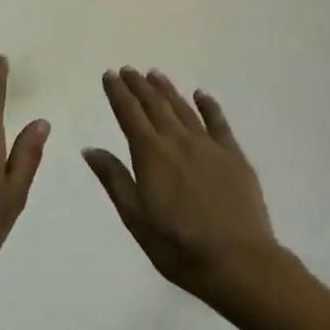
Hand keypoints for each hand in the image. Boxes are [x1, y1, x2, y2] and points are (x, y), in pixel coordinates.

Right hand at [83, 68, 281, 299]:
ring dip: (168, 90)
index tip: (109, 75)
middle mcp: (178, 141)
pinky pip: (219, 123)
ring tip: (155, 74)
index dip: (118, 93)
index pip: (129, 115)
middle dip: (139, 86)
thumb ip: (114, 179)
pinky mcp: (234, 157)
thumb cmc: (177, 245)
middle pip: (155, 106)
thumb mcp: (135, 216)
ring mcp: (209, 146)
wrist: (237, 260)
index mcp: (151, 155)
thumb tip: (91, 148)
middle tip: (128, 70)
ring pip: (184, 109)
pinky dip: (208, 106)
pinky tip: (202, 95)